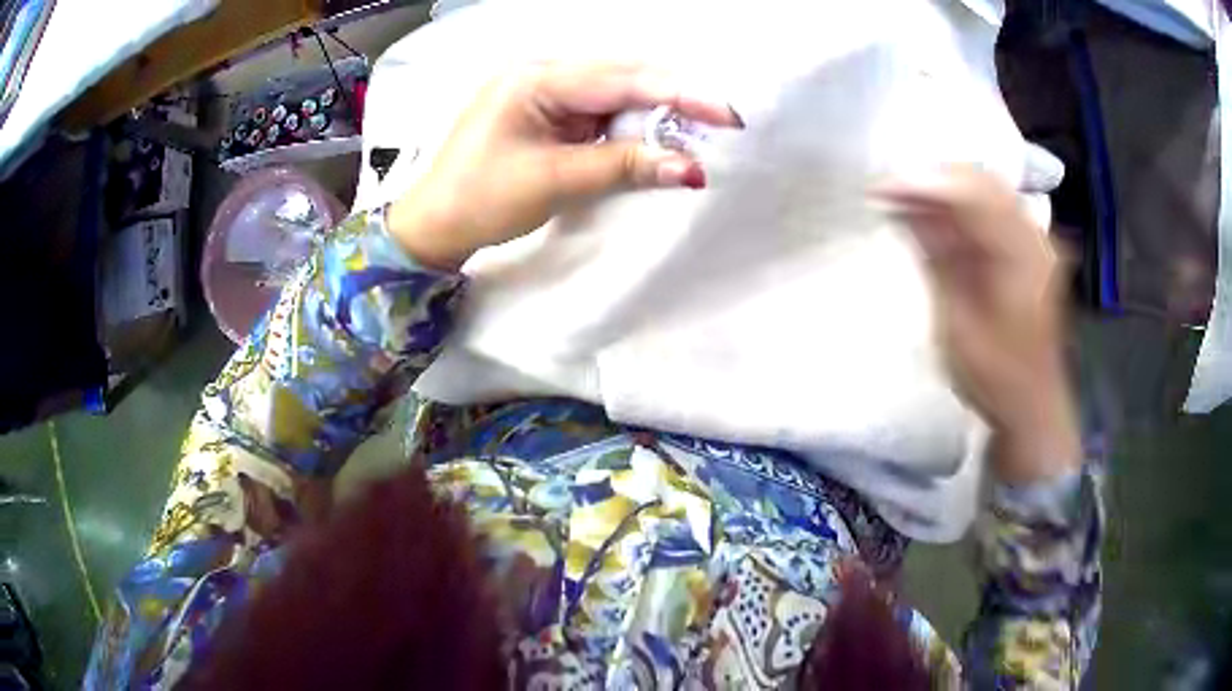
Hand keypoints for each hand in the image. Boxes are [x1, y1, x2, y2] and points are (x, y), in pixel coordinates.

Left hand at [387, 61, 743, 269]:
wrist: (434, 222)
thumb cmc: (482, 198)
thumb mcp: (556, 181)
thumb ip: (626, 166)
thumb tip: (693, 169)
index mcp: (536, 78)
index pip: (622, 78)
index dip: (679, 95)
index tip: (728, 114)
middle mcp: (541, 71)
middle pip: (623, 76)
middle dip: (671, 99)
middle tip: (719, 124)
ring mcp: (543, 88)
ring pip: (614, 90)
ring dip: (653, 112)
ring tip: (695, 132)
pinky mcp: (545, 109)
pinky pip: (598, 108)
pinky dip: (628, 123)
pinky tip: (653, 135)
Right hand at [877, 166, 1080, 484]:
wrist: (1032, 406)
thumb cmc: (995, 377)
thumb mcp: (957, 324)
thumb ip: (937, 259)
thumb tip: (904, 209)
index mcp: (1022, 257)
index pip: (973, 195)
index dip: (925, 183)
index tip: (881, 188)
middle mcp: (1034, 236)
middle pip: (980, 180)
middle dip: (930, 178)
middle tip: (886, 191)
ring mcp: (1034, 239)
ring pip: (984, 188)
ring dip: (942, 191)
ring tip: (900, 201)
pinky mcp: (1027, 246)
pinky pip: (990, 208)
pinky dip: (958, 208)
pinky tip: (930, 217)